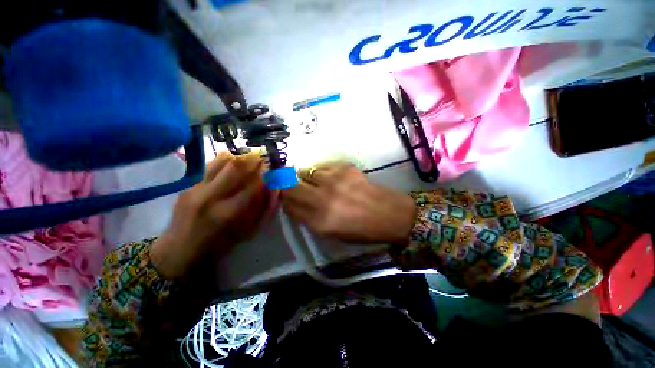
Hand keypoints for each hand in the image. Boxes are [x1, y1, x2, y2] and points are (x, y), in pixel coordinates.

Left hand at [151, 152, 270, 279]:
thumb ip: (263, 209)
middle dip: (252, 161)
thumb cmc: (219, 244)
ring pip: (220, 162)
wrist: (179, 249)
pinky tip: (230, 163)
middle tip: (260, 159)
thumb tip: (273, 188)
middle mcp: (211, 196)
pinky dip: (223, 161)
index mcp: (229, 212)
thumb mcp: (248, 232)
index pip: (253, 185)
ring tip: (246, 159)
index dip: (265, 175)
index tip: (270, 171)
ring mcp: (196, 189)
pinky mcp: (188, 185)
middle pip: (235, 167)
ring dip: (237, 158)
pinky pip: (209, 166)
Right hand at [281, 162, 415, 244]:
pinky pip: (323, 167)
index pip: (289, 206)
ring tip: (317, 182)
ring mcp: (333, 181)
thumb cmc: (361, 230)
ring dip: (306, 177)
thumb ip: (310, 219)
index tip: (288, 200)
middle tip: (294, 187)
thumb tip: (296, 204)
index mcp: (318, 221)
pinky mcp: (344, 168)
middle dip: (287, 186)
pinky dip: (322, 172)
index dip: (286, 202)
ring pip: (305, 172)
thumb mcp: (331, 233)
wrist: (389, 214)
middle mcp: (322, 199)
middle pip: (290, 186)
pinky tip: (332, 178)